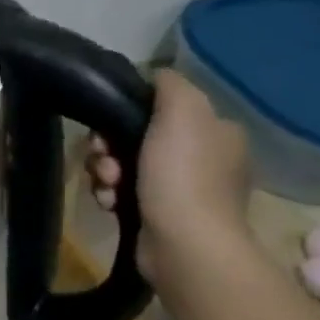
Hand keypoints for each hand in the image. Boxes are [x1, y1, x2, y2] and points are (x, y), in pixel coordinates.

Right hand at [87, 68, 253, 280]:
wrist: (183, 243)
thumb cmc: (183, 175)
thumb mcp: (182, 112)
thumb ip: (170, 85)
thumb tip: (155, 76)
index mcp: (216, 132)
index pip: (164, 109)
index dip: (129, 113)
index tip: (110, 125)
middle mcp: (204, 159)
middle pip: (137, 137)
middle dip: (110, 147)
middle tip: (104, 159)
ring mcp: (183, 190)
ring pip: (124, 166)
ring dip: (105, 172)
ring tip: (107, 186)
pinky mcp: (160, 216)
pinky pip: (123, 193)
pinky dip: (111, 195)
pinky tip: (109, 203)